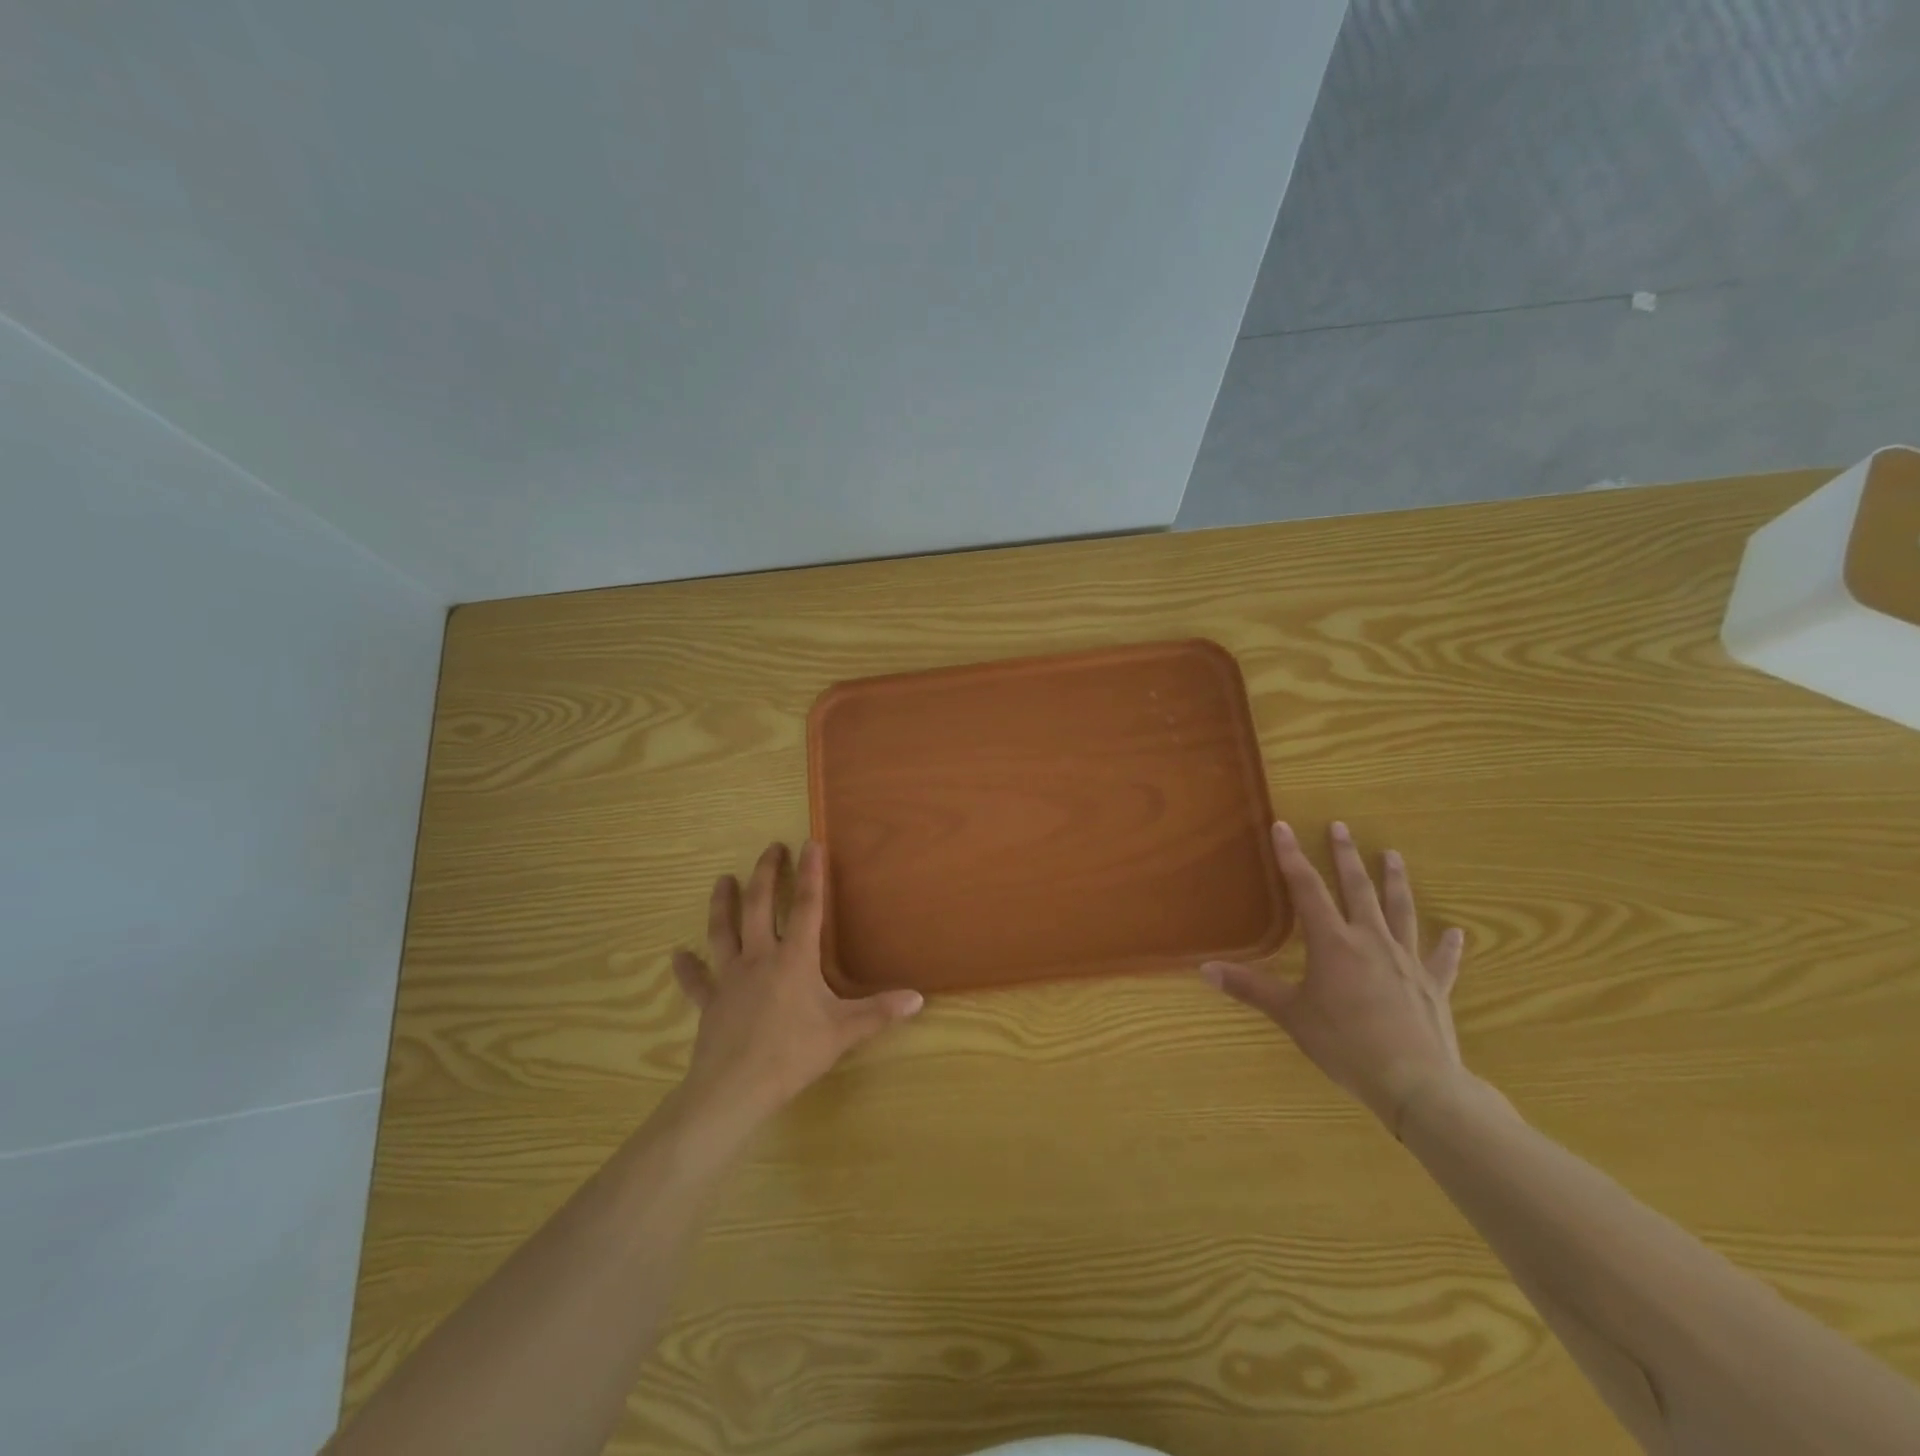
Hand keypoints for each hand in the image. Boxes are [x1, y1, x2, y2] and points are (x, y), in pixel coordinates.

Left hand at [672, 840, 922, 1132]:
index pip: (807, 906)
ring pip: (722, 931)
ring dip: (723, 904)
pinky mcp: (710, 1003)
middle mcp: (760, 958)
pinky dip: (687, 967)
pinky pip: (696, 981)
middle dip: (766, 874)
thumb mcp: (844, 1032)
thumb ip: (880, 1012)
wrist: (734, 1090)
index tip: (811, 843)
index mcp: (794, 959)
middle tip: (771, 848)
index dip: (811, 873)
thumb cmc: (792, 1055)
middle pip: (760, 906)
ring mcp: (730, 978)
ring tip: (723, 880)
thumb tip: (918, 998)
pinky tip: (676, 955)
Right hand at [1203, 820, 1466, 1134]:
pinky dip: (1447, 946)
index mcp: (1333, 943)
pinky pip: (1442, 960)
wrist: (1416, 1082)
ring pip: (1400, 911)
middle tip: (1341, 827)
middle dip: (1346, 856)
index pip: (1307, 889)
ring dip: (1395, 881)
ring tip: (1393, 855)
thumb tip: (1204, 969)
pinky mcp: (1434, 986)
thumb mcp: (1291, 1015)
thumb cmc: (1345, 1044)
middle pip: (1358, 889)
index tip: (1283, 827)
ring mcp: (1407, 961)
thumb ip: (1250, 989)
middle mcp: (1371, 941)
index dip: (1292, 857)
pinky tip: (1455, 932)